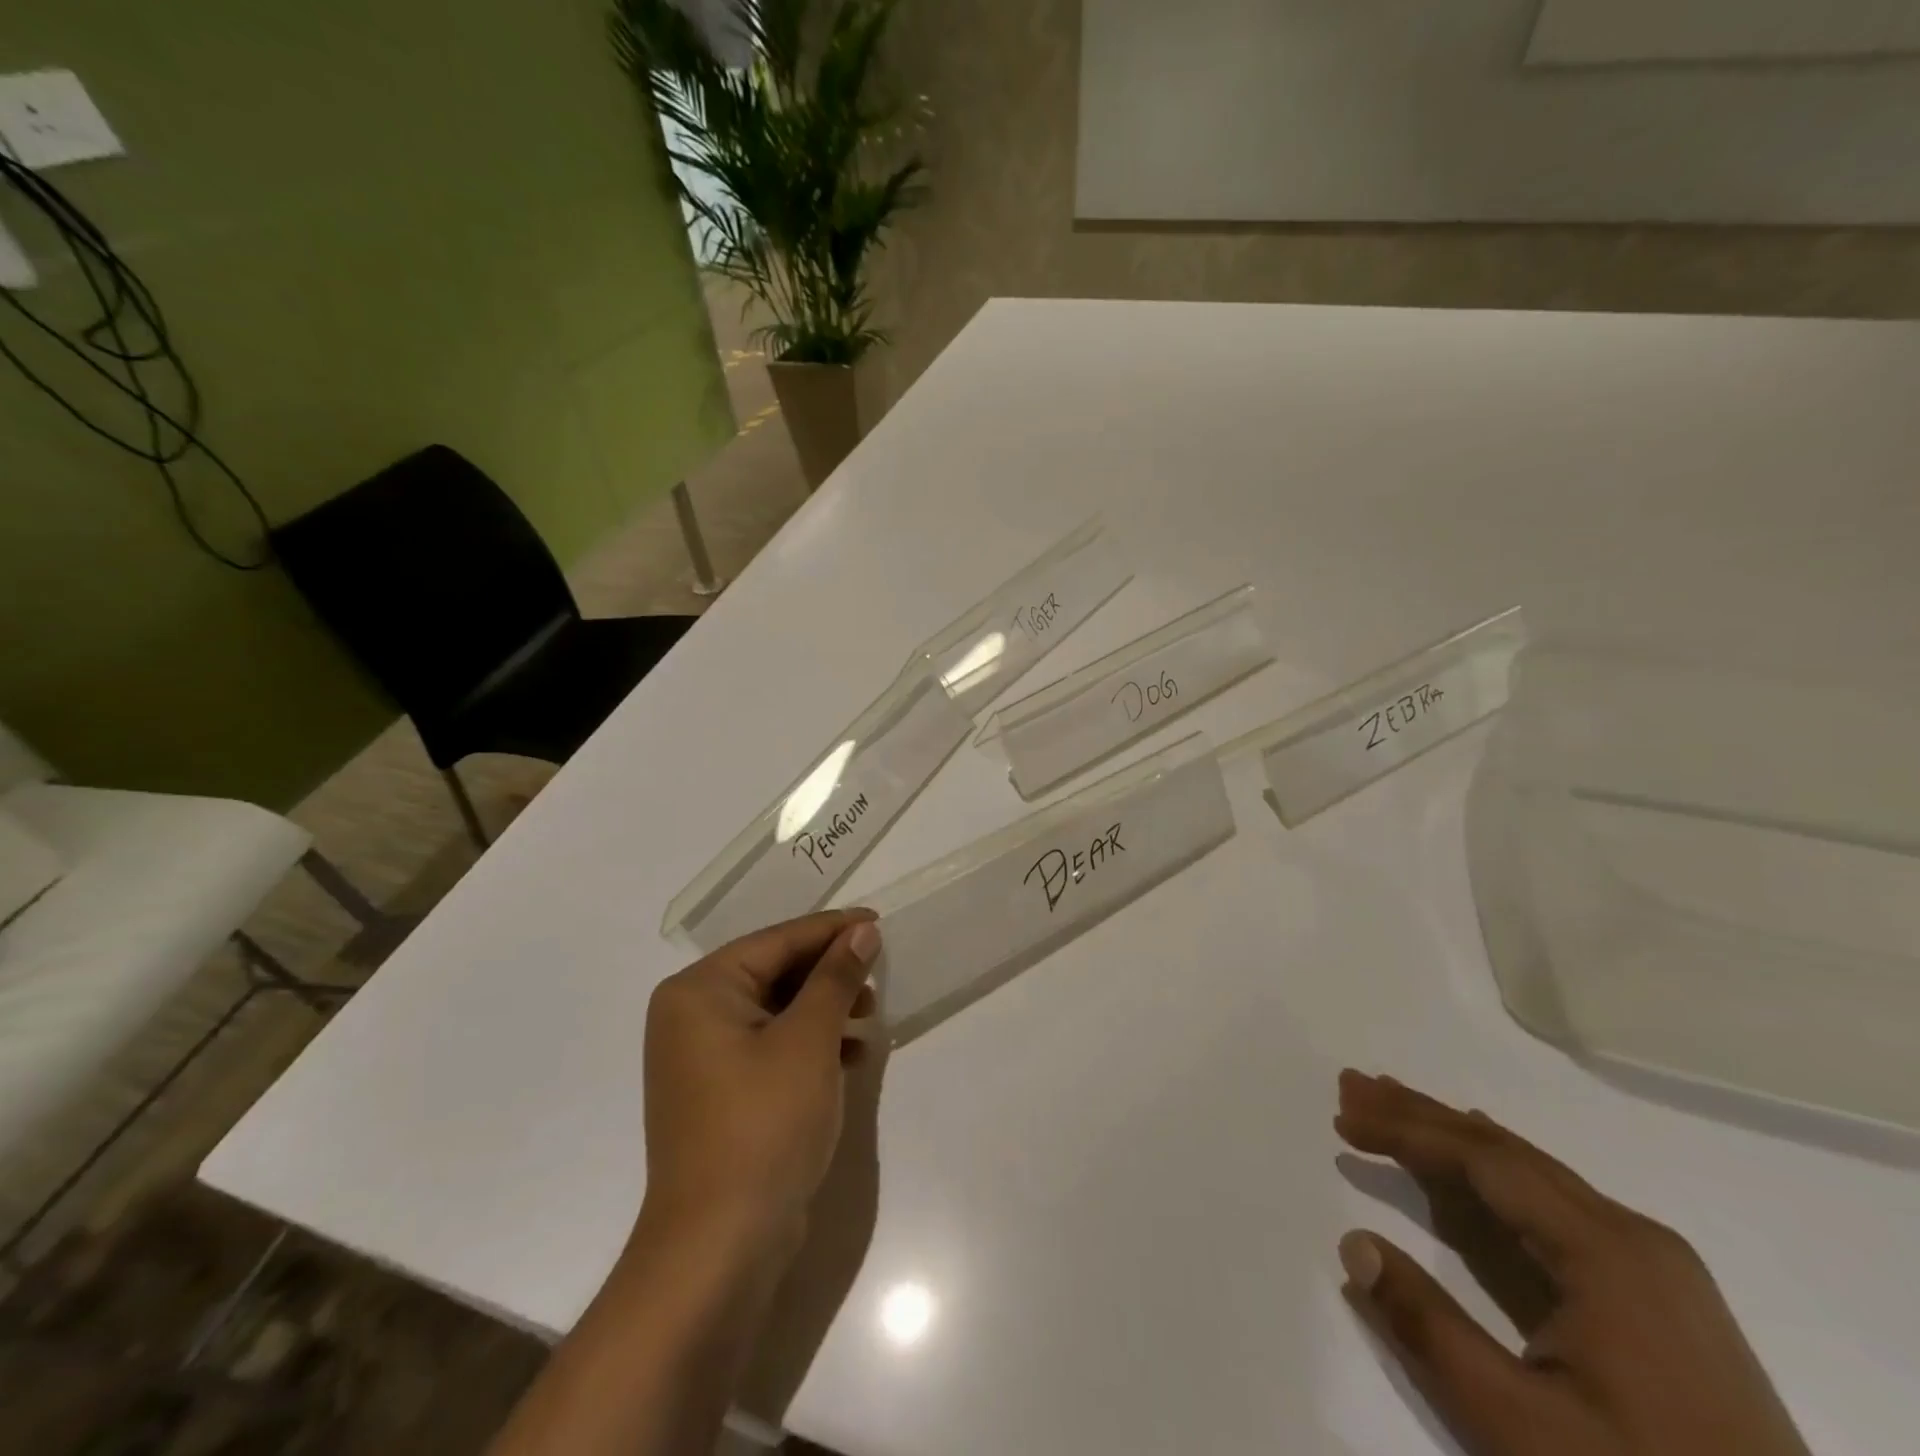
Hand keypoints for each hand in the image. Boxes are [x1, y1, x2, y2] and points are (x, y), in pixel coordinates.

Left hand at [639, 909, 880, 1265]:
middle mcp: (692, 1016)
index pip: (776, 941)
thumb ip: (836, 978)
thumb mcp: (808, 1040)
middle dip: (829, 971)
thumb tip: (861, 931)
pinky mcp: (720, 1094)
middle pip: (773, 972)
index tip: (878, 921)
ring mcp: (702, 1059)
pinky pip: (771, 1046)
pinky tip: (852, 1053)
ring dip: (825, 1007)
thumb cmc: (763, 1124)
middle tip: (877, 971)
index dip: (831, 930)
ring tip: (870, 1012)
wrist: (719, 1247)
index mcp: (700, 991)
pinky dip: (810, 1043)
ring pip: (776, 1010)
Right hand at [1334, 1071, 1810, 1455]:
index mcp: (1607, 1251)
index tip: (1343, 1116)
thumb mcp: (1524, 1428)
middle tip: (1354, 1084)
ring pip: (1530, 1180)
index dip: (1406, 1131)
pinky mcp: (1658, 1306)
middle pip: (1506, 1153)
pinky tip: (1468, 1179)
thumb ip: (1429, 1328)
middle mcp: (1633, 1239)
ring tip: (1391, 1111)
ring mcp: (1653, 1272)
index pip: (1484, 1160)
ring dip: (1454, 1145)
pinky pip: (1555, 1217)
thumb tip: (1351, 1242)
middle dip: (1423, 1116)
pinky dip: (1493, 1188)